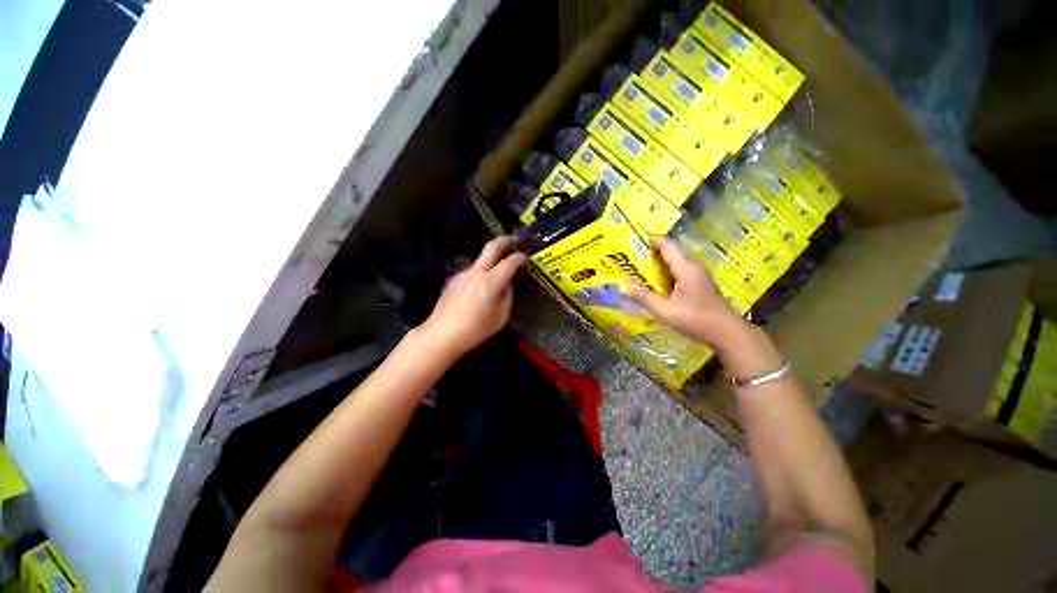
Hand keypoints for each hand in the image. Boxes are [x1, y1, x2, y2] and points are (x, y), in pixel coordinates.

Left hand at [416, 236, 527, 359]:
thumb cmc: (475, 329)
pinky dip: (480, 273)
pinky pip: (471, 271)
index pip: (509, 262)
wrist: (442, 334)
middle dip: (504, 241)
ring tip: (497, 273)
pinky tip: (479, 287)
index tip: (526, 257)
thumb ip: (507, 296)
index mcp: (491, 282)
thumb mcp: (501, 316)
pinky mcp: (453, 279)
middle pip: (491, 247)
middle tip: (513, 241)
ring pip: (480, 260)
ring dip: (491, 260)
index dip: (520, 258)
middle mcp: (476, 272)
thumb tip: (507, 284)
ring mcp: (463, 274)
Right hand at [624, 236, 747, 347]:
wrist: (728, 333)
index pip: (668, 246)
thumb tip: (624, 288)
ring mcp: (700, 276)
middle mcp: (694, 267)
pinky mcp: (702, 284)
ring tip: (642, 268)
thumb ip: (645, 298)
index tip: (638, 237)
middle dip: (653, 253)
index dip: (654, 240)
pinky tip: (659, 283)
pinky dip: (668, 273)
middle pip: (672, 254)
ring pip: (677, 263)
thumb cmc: (696, 319)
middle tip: (634, 256)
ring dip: (661, 264)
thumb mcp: (666, 311)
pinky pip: (681, 272)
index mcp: (686, 269)